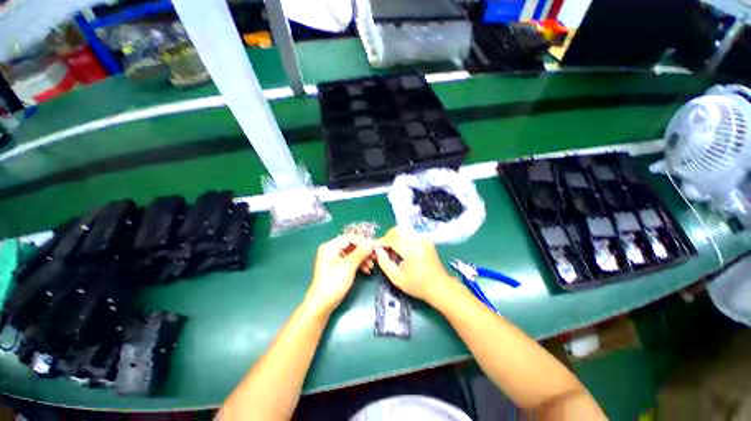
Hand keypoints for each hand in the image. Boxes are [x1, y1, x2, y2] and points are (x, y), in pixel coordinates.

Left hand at [305, 235, 373, 313]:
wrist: (322, 304)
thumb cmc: (334, 283)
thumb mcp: (349, 266)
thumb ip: (360, 252)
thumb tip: (370, 241)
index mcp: (331, 246)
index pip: (351, 238)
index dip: (364, 241)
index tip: (375, 247)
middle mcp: (332, 249)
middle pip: (352, 245)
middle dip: (364, 251)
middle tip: (375, 257)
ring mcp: (334, 258)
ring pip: (353, 253)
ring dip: (363, 258)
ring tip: (372, 266)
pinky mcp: (338, 267)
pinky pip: (350, 260)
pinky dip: (359, 264)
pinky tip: (366, 270)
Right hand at [374, 227, 455, 301]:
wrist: (439, 286)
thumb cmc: (417, 285)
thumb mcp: (396, 278)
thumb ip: (384, 262)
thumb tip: (377, 250)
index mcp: (411, 249)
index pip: (391, 238)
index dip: (381, 242)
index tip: (375, 249)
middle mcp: (418, 239)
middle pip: (397, 230)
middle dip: (387, 238)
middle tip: (383, 250)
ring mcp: (423, 238)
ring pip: (402, 230)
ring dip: (394, 237)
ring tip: (392, 251)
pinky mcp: (425, 239)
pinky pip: (409, 233)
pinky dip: (402, 238)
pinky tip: (401, 250)